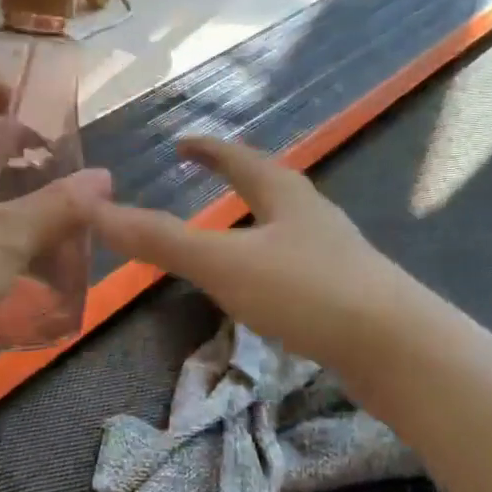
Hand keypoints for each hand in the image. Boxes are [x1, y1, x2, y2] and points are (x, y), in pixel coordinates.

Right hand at [91, 138, 399, 369]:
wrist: (397, 347)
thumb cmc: (306, 292)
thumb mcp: (223, 263)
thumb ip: (160, 241)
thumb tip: (94, 210)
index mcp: (284, 195)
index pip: (238, 158)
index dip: (207, 149)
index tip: (182, 143)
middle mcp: (313, 216)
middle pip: (270, 186)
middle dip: (237, 180)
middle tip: (205, 181)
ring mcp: (335, 254)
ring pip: (287, 227)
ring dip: (257, 222)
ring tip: (231, 234)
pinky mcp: (347, 293)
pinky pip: (298, 265)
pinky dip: (272, 263)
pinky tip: (267, 289)